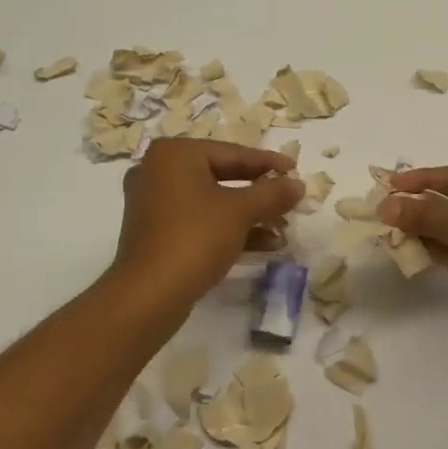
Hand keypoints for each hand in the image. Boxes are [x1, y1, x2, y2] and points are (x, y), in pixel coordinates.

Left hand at [111, 139, 304, 306]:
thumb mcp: (241, 211)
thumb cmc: (195, 237)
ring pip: (213, 202)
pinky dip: (230, 229)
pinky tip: (265, 245)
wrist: (149, 295)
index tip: (296, 170)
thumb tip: (298, 184)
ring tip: (283, 228)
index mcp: (175, 154)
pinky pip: (201, 221)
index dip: (268, 163)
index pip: (232, 153)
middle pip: (223, 176)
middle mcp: (159, 171)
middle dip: (260, 194)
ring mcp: (155, 204)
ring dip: (250, 215)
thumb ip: (272, 193)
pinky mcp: (157, 233)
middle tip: (290, 199)